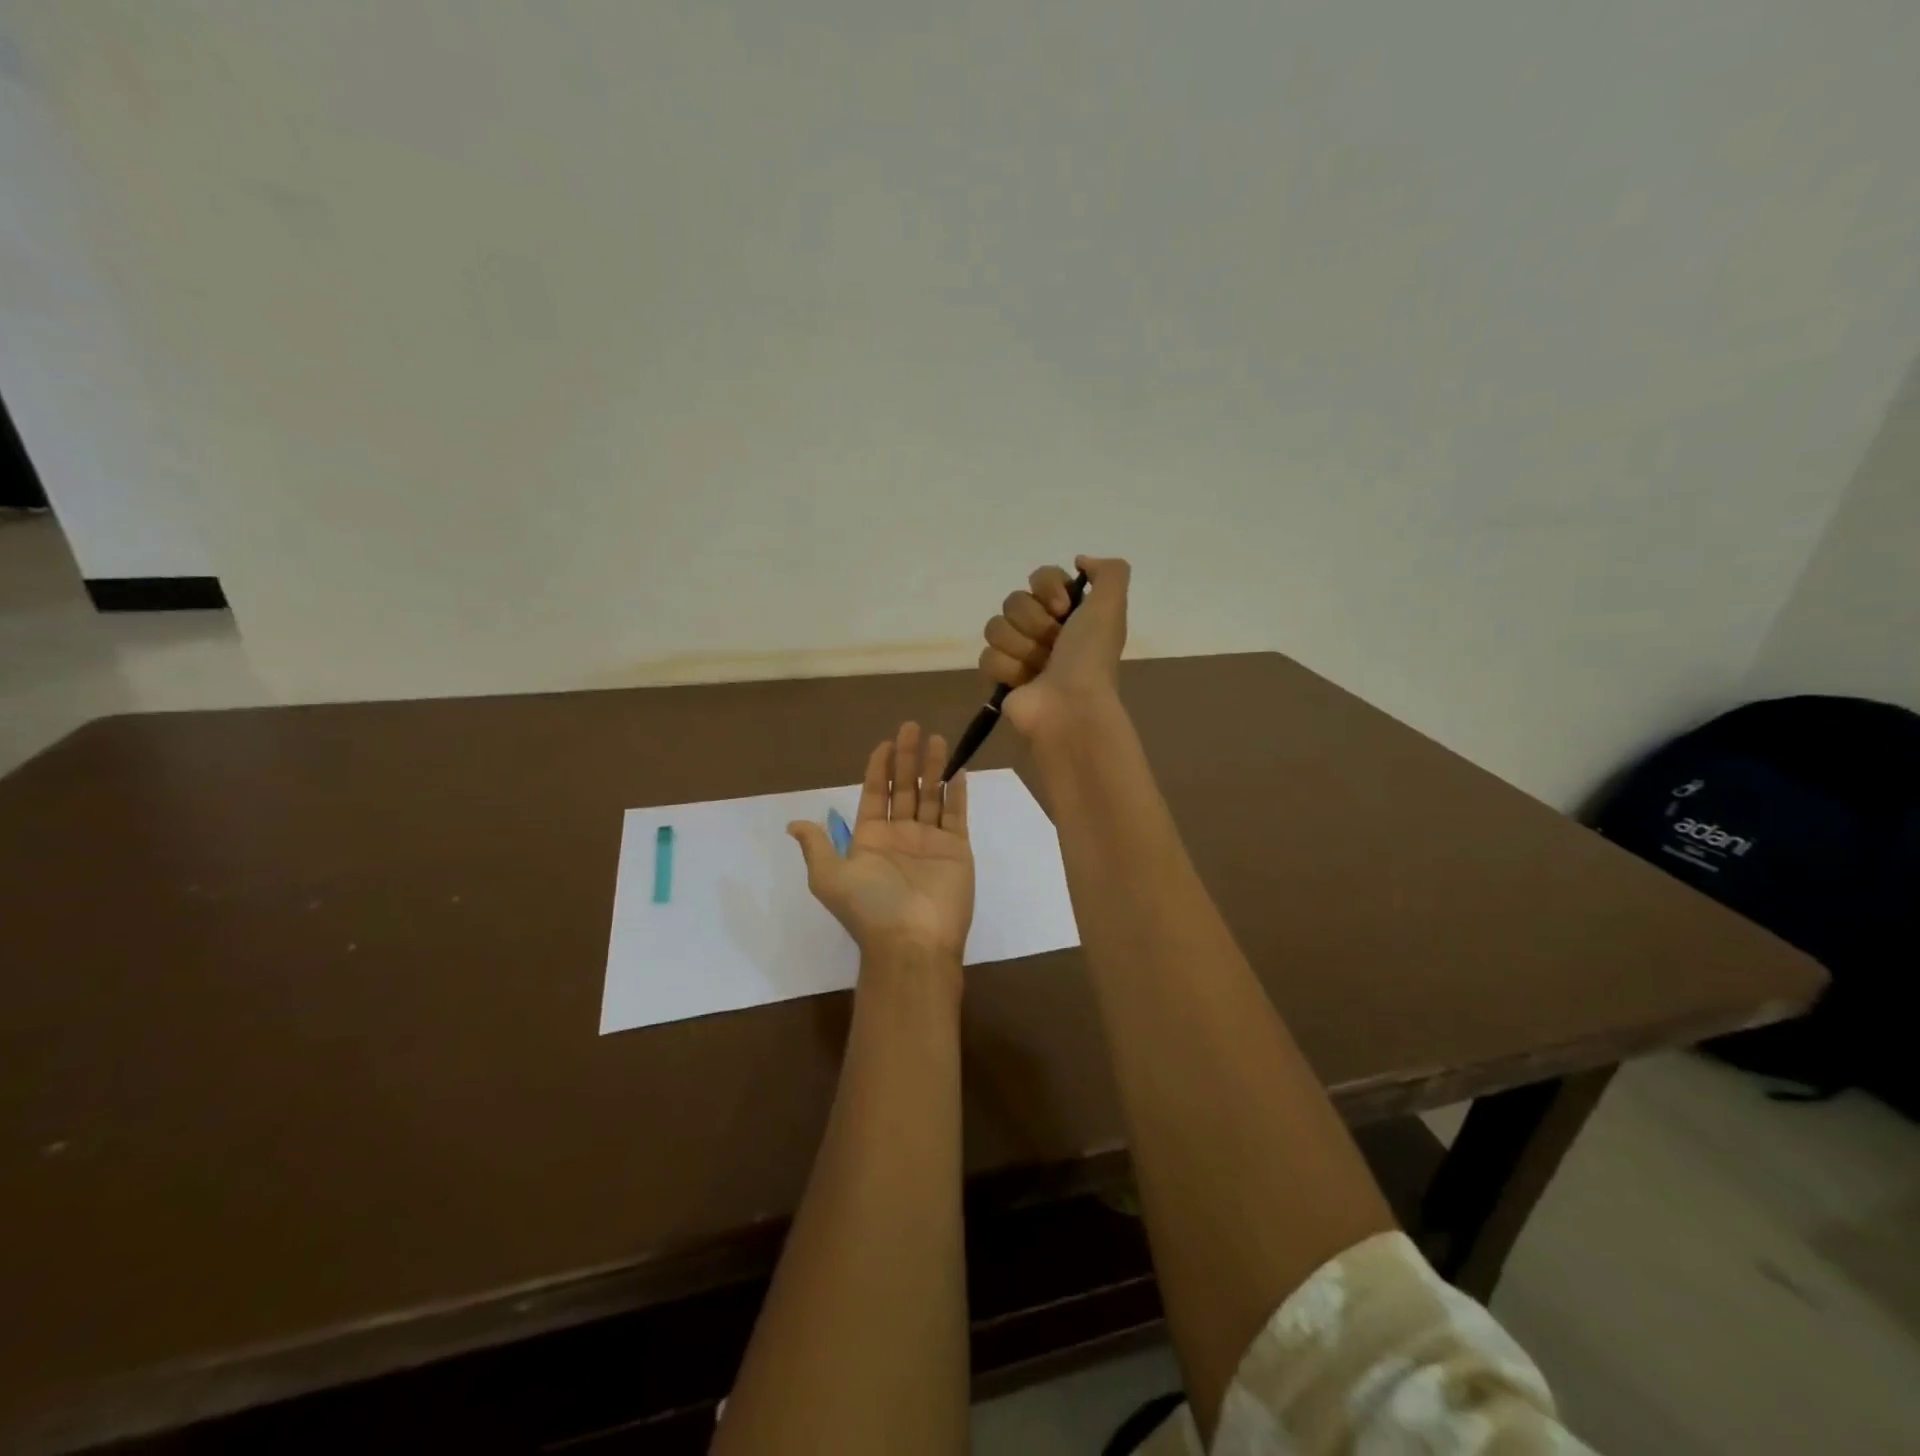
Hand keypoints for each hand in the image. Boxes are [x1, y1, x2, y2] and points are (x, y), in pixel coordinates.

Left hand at [788, 722, 974, 966]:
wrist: (912, 942)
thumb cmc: (870, 906)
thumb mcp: (830, 877)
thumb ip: (817, 846)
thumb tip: (794, 824)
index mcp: (870, 839)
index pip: (874, 794)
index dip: (878, 768)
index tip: (885, 742)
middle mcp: (900, 835)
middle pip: (904, 788)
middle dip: (907, 758)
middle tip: (912, 727)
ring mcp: (930, 841)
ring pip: (932, 795)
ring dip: (934, 767)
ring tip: (936, 739)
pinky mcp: (956, 849)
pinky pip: (957, 815)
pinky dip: (958, 794)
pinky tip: (959, 771)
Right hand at [978, 555, 1130, 741]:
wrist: (1070, 706)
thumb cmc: (1089, 657)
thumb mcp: (1111, 606)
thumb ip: (1109, 572)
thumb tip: (1080, 561)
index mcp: (1070, 613)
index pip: (1039, 577)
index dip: (1047, 588)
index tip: (1062, 608)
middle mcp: (1044, 630)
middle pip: (1014, 601)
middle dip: (1034, 623)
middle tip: (1053, 645)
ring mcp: (1019, 654)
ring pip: (995, 627)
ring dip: (1020, 647)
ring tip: (1038, 668)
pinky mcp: (999, 678)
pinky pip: (986, 656)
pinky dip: (1006, 669)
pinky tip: (1023, 683)